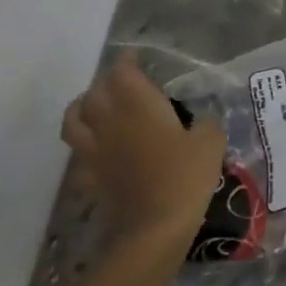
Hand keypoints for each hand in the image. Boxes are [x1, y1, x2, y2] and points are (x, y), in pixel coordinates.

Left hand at [61, 55, 225, 245]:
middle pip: (95, 91)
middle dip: (107, 82)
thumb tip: (202, 122)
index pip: (122, 72)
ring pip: (74, 119)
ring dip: (82, 107)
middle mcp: (110, 121)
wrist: (154, 227)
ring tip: (96, 107)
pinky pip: (78, 153)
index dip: (127, 62)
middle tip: (123, 82)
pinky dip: (84, 145)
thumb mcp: (211, 142)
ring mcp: (95, 150)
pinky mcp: (90, 176)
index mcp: (138, 105)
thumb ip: (206, 124)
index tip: (136, 58)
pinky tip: (98, 148)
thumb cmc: (185, 176)